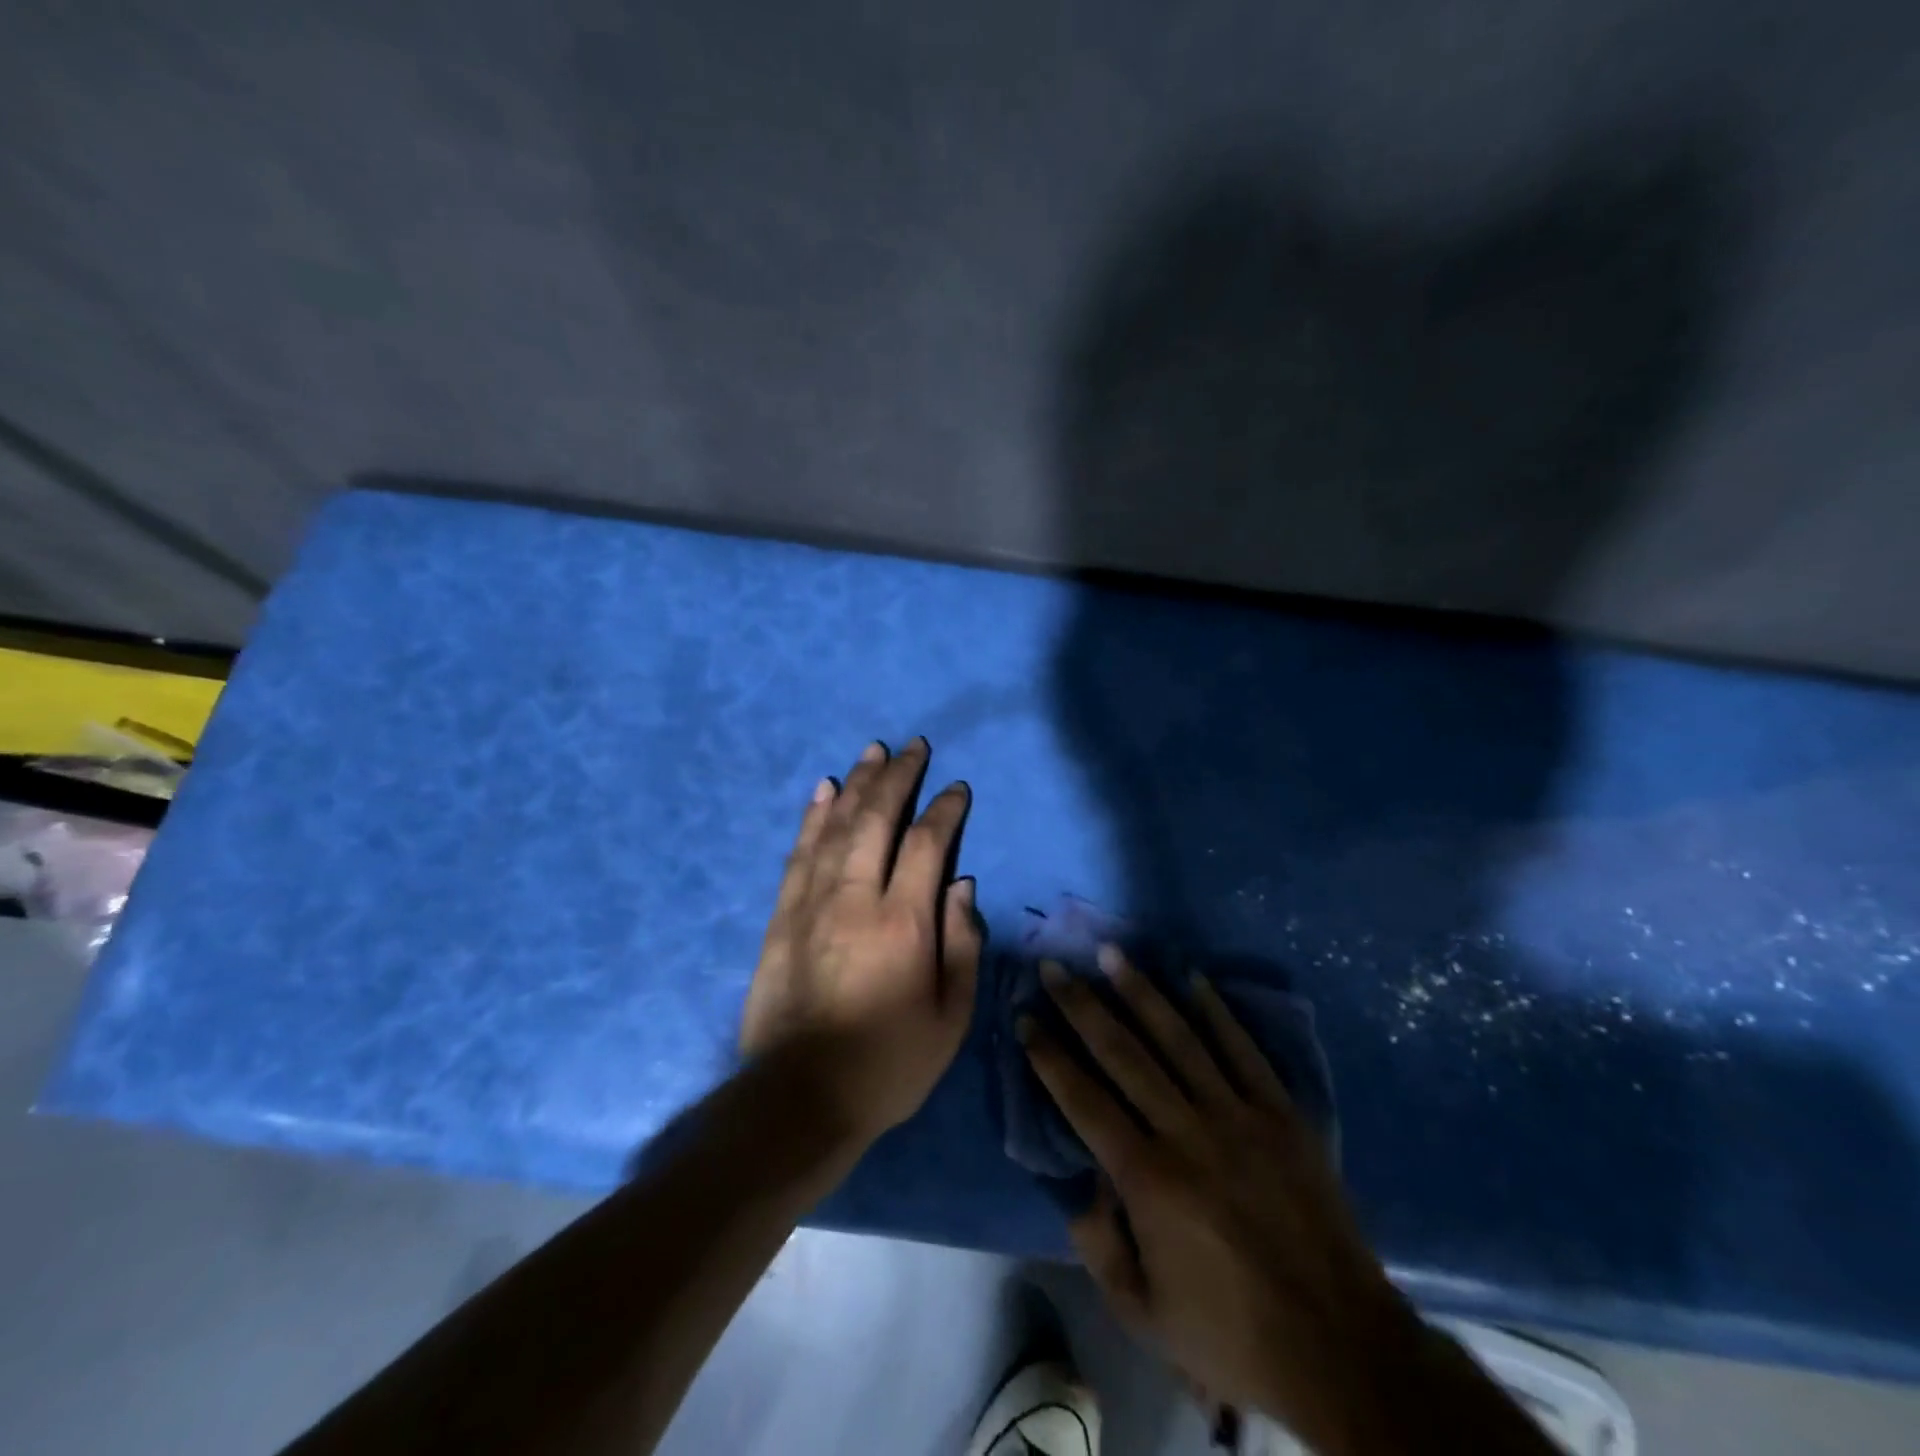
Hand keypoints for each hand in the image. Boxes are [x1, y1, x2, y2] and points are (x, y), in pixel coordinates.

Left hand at [740, 738, 981, 1147]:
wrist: (799, 1099)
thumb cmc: (888, 1064)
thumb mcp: (950, 1019)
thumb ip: (962, 945)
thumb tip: (963, 885)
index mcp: (904, 923)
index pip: (929, 844)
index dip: (944, 809)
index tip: (956, 788)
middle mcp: (857, 898)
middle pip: (878, 819)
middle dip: (898, 777)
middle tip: (913, 746)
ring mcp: (812, 903)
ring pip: (837, 826)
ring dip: (857, 784)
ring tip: (872, 751)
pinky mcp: (782, 916)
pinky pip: (799, 853)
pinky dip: (813, 817)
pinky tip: (823, 790)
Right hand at [1022, 949, 1422, 1455]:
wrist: (1342, 1349)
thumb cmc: (1232, 1336)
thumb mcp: (1144, 1314)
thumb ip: (1098, 1244)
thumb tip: (1078, 1183)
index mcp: (1148, 1179)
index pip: (1084, 1099)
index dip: (1049, 1056)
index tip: (1025, 1018)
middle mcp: (1187, 1131)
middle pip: (1123, 1053)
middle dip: (1081, 1005)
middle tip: (1052, 967)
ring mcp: (1238, 1116)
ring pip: (1178, 1038)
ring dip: (1140, 991)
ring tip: (1111, 953)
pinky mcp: (1281, 1114)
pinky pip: (1242, 1050)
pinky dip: (1216, 1012)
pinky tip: (1192, 979)